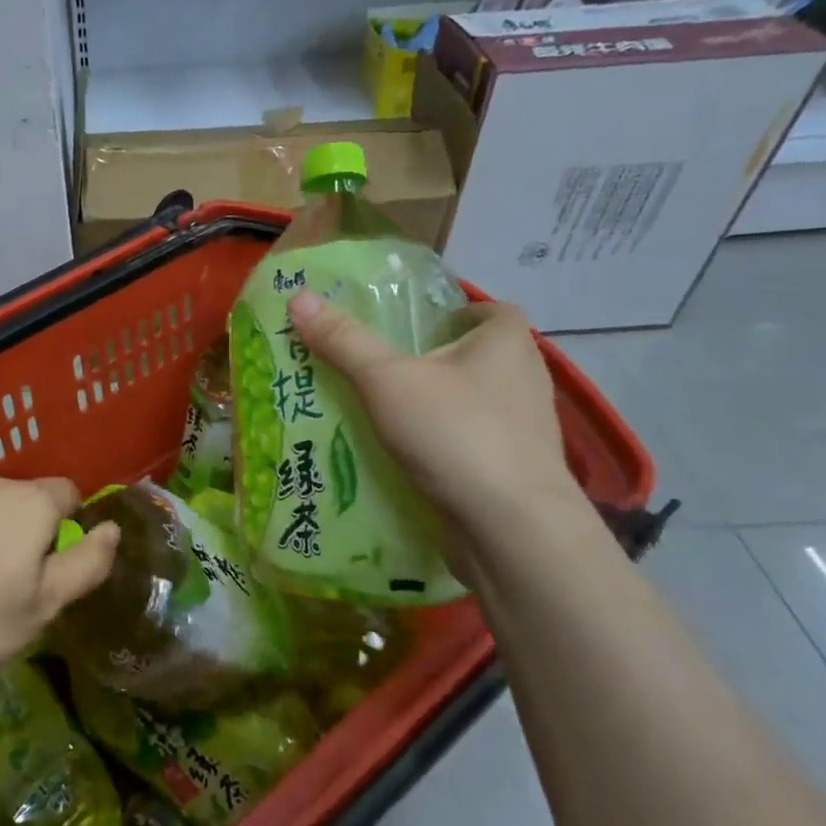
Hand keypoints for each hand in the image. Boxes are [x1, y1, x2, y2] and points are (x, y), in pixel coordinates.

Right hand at [287, 292, 587, 547]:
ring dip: (438, 404)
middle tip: (384, 366)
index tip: (417, 327)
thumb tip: (298, 297)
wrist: (511, 528)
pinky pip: (473, 442)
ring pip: (475, 402)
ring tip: (386, 411)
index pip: (492, 310)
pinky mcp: (515, 471)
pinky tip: (407, 456)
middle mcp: (526, 379)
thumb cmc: (454, 433)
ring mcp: (525, 430)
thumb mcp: (385, 379)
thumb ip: (343, 340)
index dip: (457, 312)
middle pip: (480, 356)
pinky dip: (445, 443)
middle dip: (437, 360)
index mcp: (508, 343)